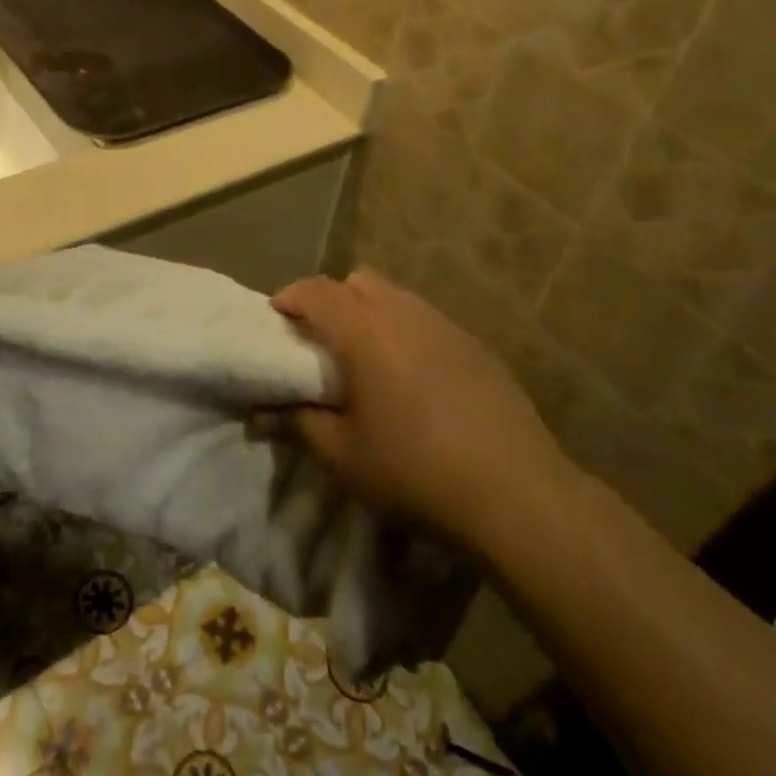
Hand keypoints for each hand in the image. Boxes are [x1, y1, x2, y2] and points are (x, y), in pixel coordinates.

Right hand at [271, 268, 581, 553]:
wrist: (516, 495)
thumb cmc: (414, 472)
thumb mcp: (342, 456)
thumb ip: (297, 424)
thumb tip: (260, 413)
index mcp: (365, 331)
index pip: (316, 290)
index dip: (289, 298)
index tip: (275, 322)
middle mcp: (405, 314)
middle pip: (358, 281)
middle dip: (331, 301)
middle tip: (320, 343)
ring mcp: (447, 326)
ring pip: (396, 298)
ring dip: (370, 315)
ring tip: (366, 362)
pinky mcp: (477, 347)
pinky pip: (427, 322)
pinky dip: (406, 334)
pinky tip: (413, 381)